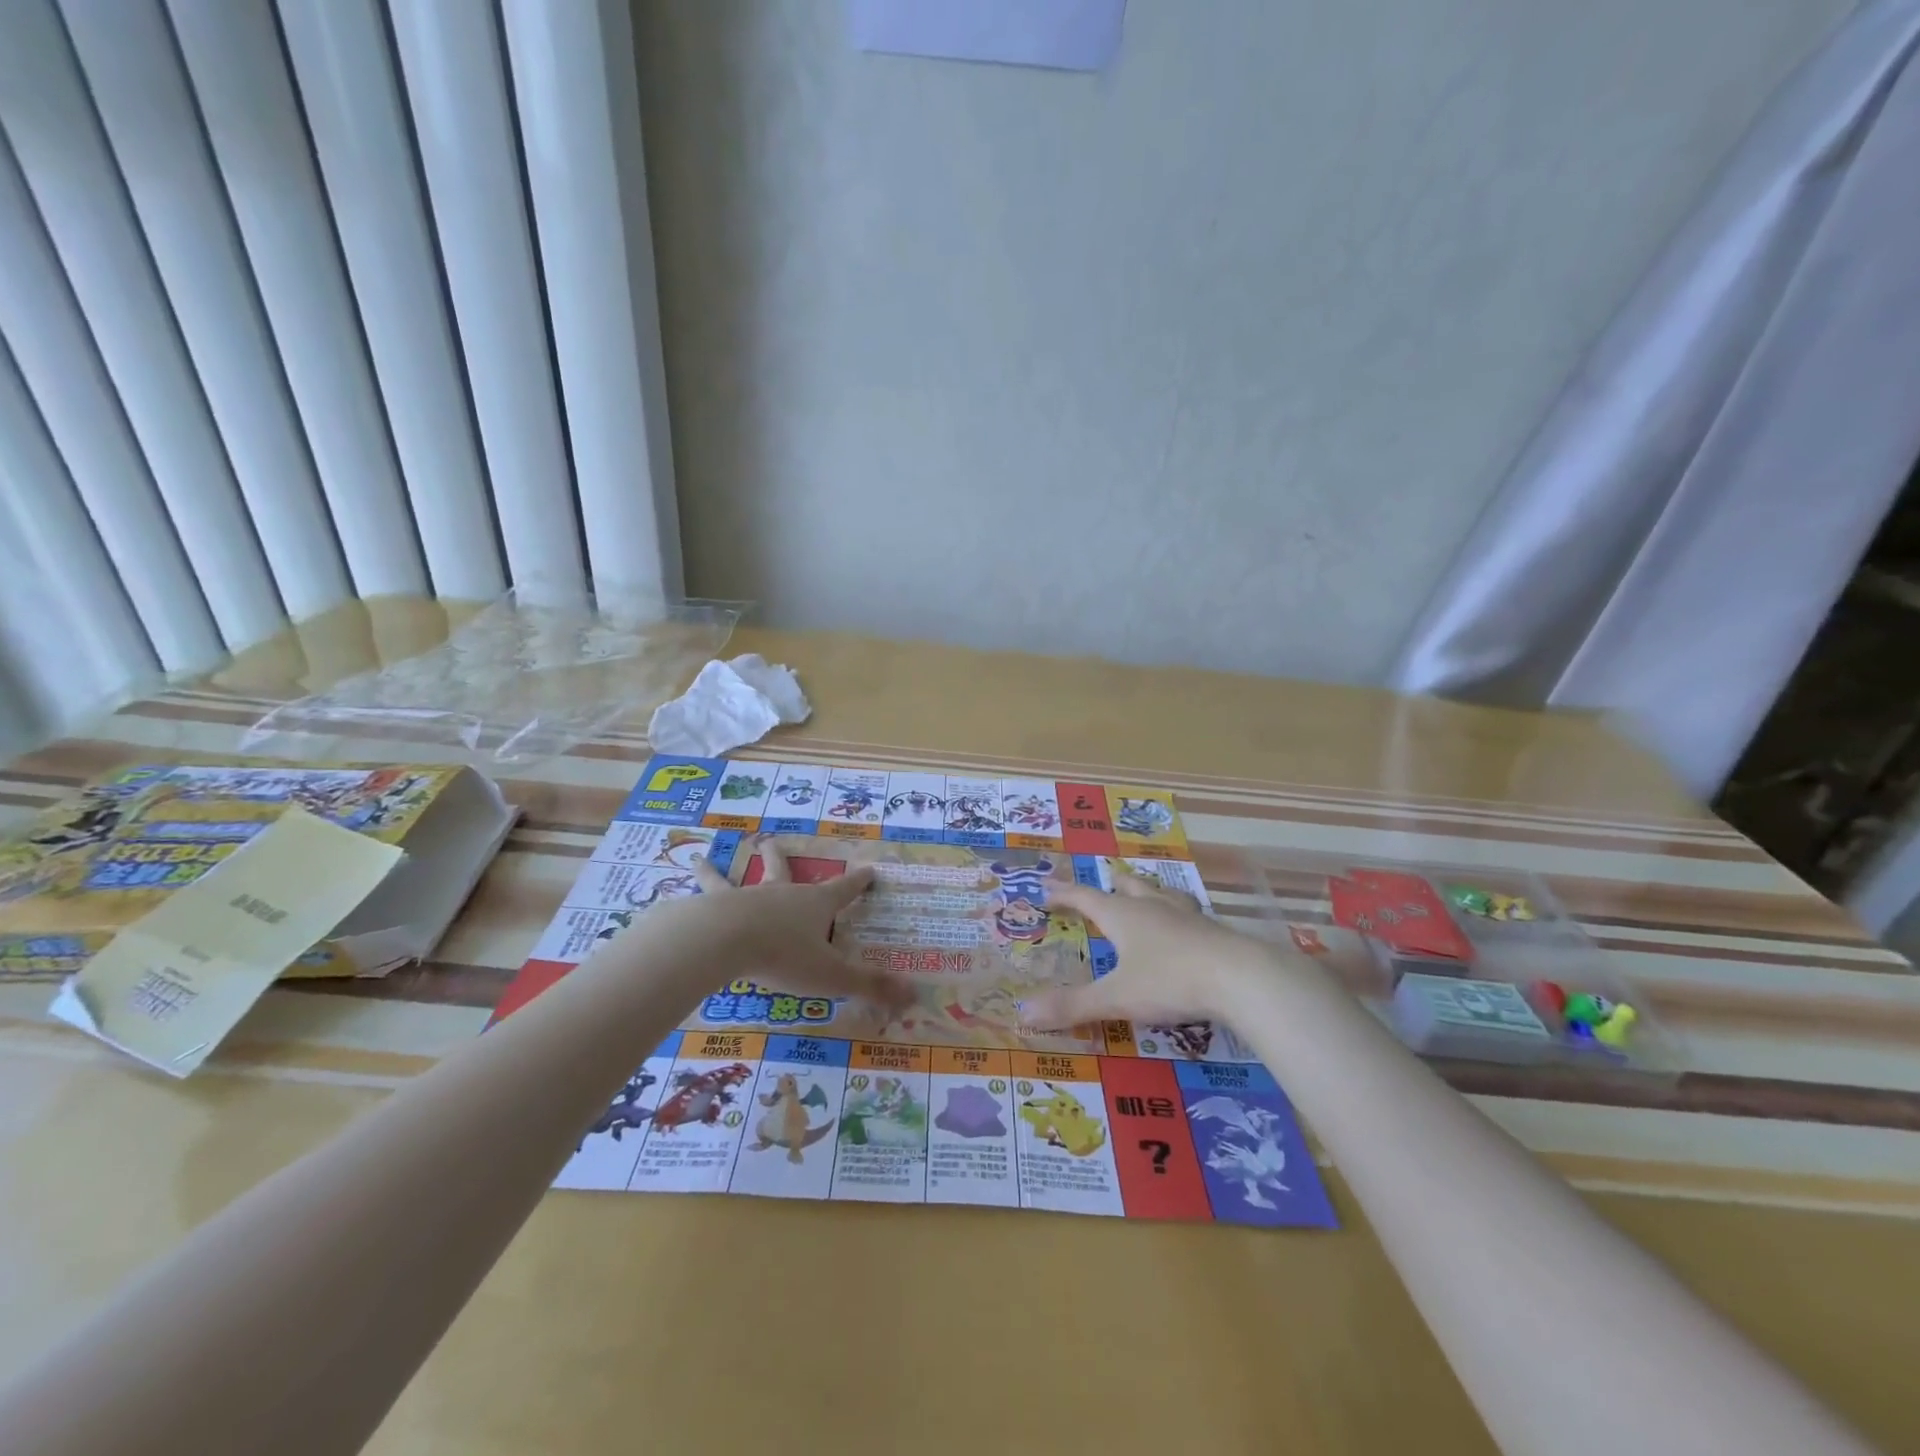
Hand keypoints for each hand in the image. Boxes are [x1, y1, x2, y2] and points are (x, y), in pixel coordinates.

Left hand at [679, 839, 914, 1013]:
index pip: (844, 890)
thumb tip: (914, 996)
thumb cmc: (783, 955)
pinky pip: (700, 898)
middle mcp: (780, 894)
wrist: (726, 940)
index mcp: (814, 905)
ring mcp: (744, 898)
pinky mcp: (711, 909)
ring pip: (732, 879)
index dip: (859, 882)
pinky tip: (676, 889)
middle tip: (771, 842)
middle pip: (782, 869)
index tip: (869, 869)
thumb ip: (869, 986)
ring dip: (718, 870)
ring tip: (701, 858)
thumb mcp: (831, 975)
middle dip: (779, 858)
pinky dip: (691, 890)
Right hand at [1018, 869, 1276, 1030]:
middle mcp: (1152, 908)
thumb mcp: (1117, 997)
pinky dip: (1177, 915)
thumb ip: (1072, 1006)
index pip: (1085, 897)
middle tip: (1105, 880)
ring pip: (1161, 895)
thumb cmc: (1170, 981)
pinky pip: (1188, 915)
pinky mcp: (1212, 932)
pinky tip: (1186, 927)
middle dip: (1111, 886)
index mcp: (1123, 916)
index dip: (1064, 894)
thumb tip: (1023, 1013)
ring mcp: (1186, 917)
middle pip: (1128, 888)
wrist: (1241, 977)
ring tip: (1146, 893)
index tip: (1046, 888)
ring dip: (1148, 893)